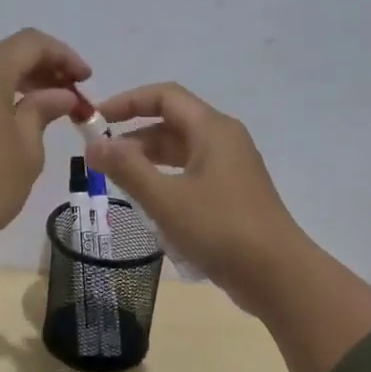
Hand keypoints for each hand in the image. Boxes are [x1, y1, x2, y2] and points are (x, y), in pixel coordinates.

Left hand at [0, 29, 89, 254]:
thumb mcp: (27, 148)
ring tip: (27, 108)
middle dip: (35, 69)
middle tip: (61, 95)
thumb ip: (42, 111)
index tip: (84, 79)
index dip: (62, 56)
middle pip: (0, 54)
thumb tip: (59, 95)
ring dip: (4, 80)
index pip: (30, 44)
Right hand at [87, 83, 370, 371]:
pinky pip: (191, 177)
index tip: (96, 119)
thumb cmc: (220, 229)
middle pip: (172, 124)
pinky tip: (150, 208)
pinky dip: (166, 183)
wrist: (277, 275)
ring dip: (148, 163)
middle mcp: (224, 141)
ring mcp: (231, 170)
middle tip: (100, 160)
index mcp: (212, 130)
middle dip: (134, 137)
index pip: (165, 96)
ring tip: (118, 184)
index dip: (127, 102)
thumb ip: (127, 168)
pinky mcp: (232, 197)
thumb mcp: (166, 199)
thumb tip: (93, 143)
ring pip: (181, 154)